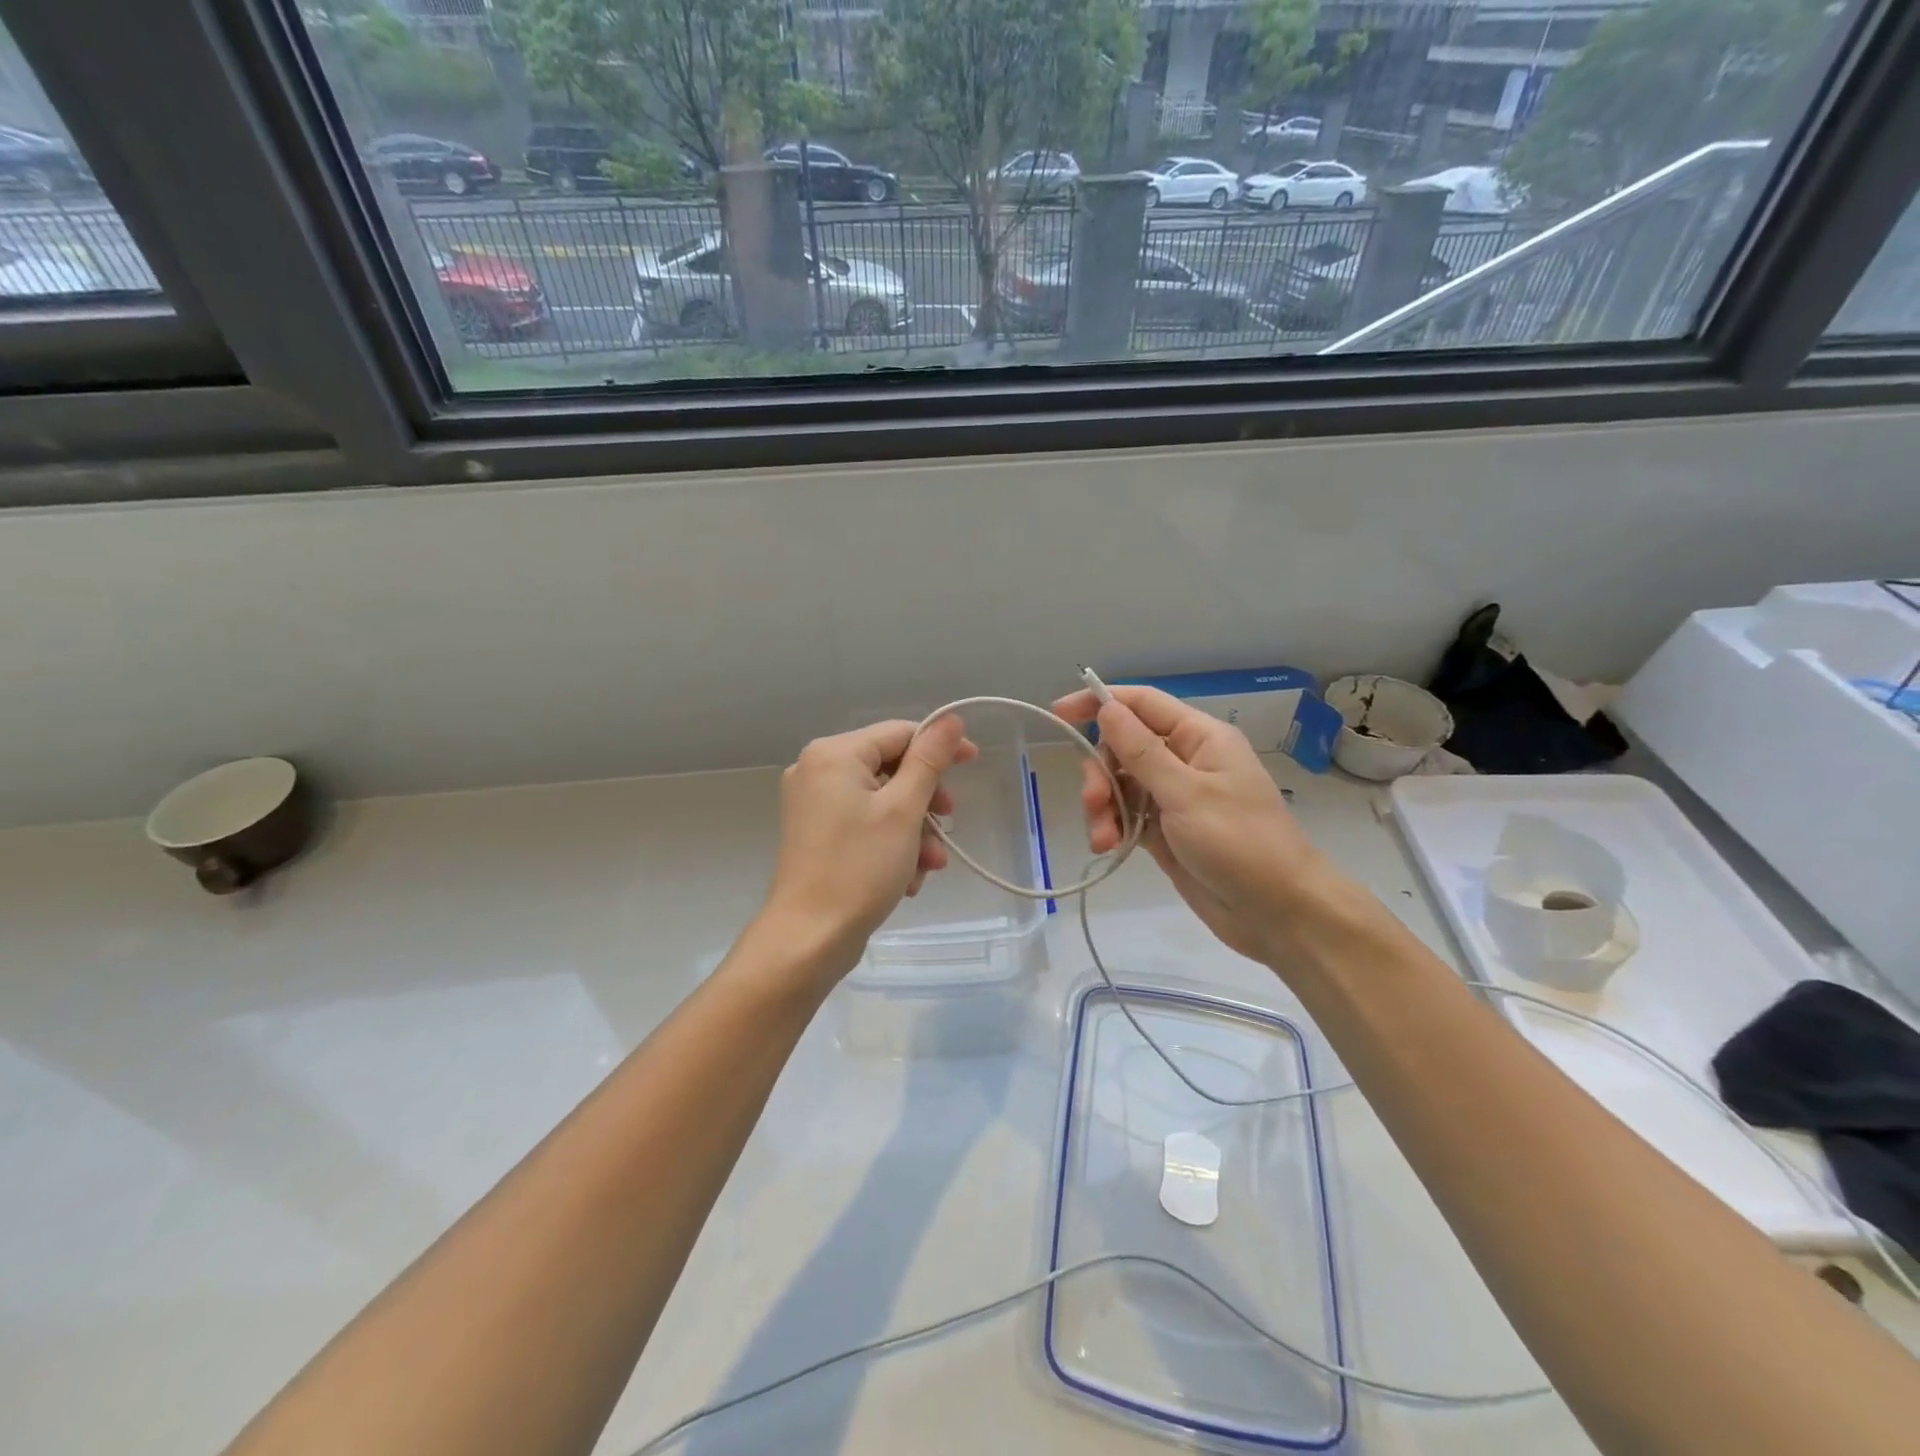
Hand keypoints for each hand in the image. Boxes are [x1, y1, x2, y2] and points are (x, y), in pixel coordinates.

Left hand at [763, 716, 976, 970]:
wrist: (809, 938)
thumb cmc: (859, 867)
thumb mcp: (903, 810)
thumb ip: (929, 760)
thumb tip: (951, 719)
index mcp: (834, 754)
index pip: (899, 733)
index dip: (940, 746)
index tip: (974, 763)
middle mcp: (817, 771)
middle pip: (890, 768)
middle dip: (925, 801)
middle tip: (948, 824)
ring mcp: (813, 805)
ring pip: (882, 802)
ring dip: (914, 830)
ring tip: (931, 866)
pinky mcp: (817, 835)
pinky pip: (864, 825)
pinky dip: (891, 845)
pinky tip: (908, 879)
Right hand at [1053, 685, 1333, 964]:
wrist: (1278, 913)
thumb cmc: (1240, 843)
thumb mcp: (1187, 793)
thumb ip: (1141, 751)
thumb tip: (1107, 707)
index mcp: (1199, 738)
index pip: (1142, 704)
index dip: (1099, 702)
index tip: (1059, 713)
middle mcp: (1184, 760)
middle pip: (1123, 747)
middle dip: (1101, 771)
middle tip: (1093, 802)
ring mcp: (1173, 797)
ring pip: (1120, 784)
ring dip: (1103, 806)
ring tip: (1102, 838)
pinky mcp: (1164, 831)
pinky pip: (1125, 816)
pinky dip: (1112, 827)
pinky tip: (1107, 847)